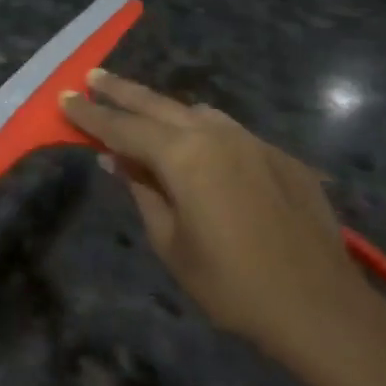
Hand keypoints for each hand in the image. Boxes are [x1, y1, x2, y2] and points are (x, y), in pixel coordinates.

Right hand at [61, 70, 385, 372]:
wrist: (321, 308)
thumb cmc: (230, 284)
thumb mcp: (169, 242)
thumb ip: (142, 191)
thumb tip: (117, 160)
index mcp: (183, 156)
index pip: (122, 128)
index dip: (90, 115)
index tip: (64, 98)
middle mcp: (217, 136)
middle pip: (157, 105)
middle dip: (121, 91)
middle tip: (93, 76)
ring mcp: (254, 143)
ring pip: (197, 114)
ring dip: (164, 109)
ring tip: (142, 110)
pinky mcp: (282, 159)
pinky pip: (231, 133)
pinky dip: (204, 132)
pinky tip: (201, 149)